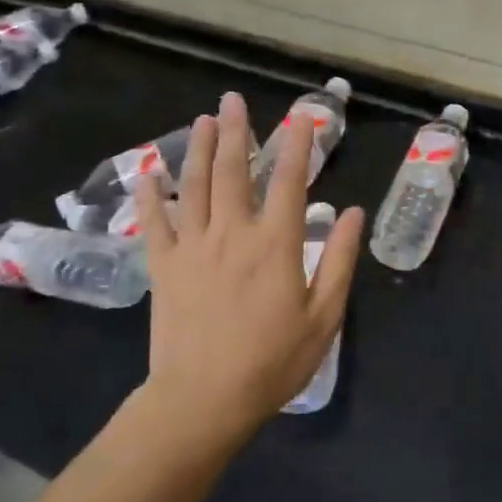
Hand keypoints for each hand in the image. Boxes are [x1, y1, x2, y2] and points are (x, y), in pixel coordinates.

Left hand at [135, 91, 363, 448]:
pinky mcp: (163, 267)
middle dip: (236, 132)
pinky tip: (148, 173)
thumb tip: (353, 213)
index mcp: (276, 244)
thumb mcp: (324, 316)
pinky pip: (154, 222)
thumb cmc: (273, 361)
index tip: (301, 117)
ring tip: (203, 120)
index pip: (290, 182)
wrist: (203, 400)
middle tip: (232, 100)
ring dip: (200, 150)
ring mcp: (193, 248)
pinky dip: (150, 195)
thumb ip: (340, 260)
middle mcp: (233, 233)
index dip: (298, 146)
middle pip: (234, 172)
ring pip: (194, 187)